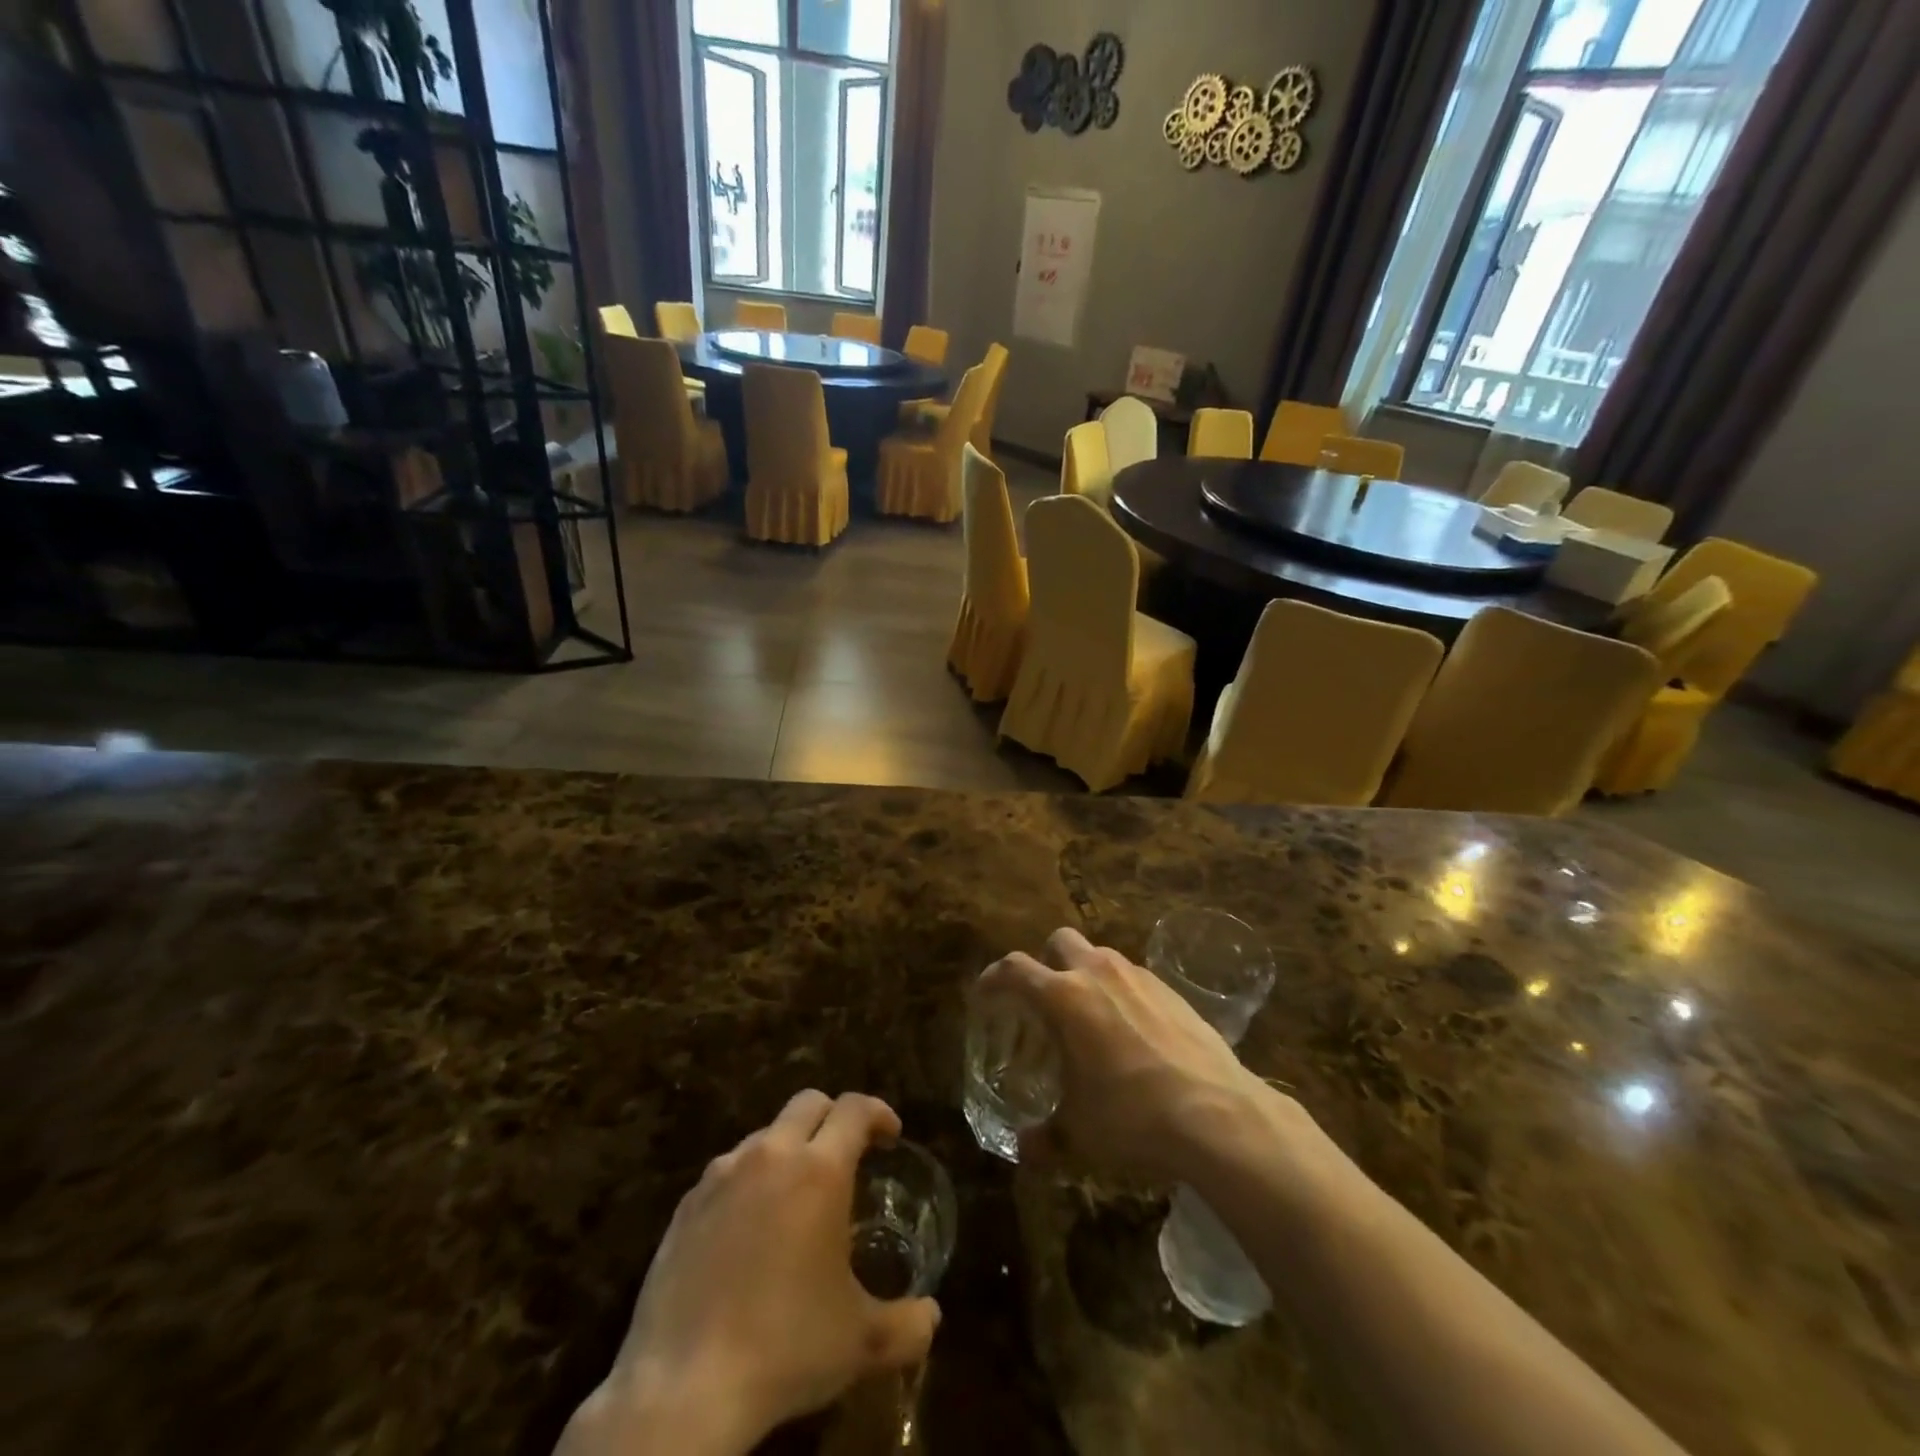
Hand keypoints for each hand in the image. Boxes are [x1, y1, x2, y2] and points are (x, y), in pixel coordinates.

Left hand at [559, 1092, 939, 1455]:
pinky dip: (749, 1182)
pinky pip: (727, 1171)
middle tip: (848, 1154)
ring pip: (765, 1135)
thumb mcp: (860, 1342)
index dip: (878, 1113)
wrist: (684, 1388)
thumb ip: (907, 1324)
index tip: (890, 1136)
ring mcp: (722, 1176)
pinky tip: (749, 1230)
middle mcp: (770, 1155)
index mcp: (819, 1170)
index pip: (854, 1109)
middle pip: (808, 1103)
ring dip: (789, 1149)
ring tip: (797, 1197)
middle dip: (834, 1117)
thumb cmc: (785, 1348)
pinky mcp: (686, 1205)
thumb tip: (932, 1317)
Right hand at [979, 927, 1274, 1185]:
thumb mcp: (1079, 1134)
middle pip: (1059, 941)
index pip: (1014, 969)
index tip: (985, 993)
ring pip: (1100, 955)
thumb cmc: (1132, 1117)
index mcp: (1063, 998)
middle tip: (1045, 1000)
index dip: (993, 977)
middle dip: (1046, 962)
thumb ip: (1045, 1138)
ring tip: (1090, 1017)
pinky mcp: (1171, 990)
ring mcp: (1139, 976)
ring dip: (1086, 974)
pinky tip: (1133, 1032)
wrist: (1217, 1114)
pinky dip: (1122, 992)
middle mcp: (1097, 973)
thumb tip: (1025, 1150)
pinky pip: (1134, 977)